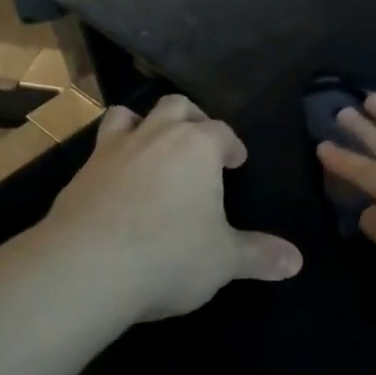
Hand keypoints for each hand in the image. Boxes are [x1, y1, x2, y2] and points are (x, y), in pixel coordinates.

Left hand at [45, 95, 301, 320]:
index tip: (236, 162)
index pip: (222, 131)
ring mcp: (111, 152)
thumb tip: (297, 261)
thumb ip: (259, 255)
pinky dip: (113, 160)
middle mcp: (154, 136)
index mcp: (197, 147)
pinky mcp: (78, 175)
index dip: (232, 145)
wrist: (86, 268)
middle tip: (199, 144)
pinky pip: (99, 152)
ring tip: (152, 150)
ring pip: (127, 116)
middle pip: (176, 106)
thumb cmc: (170, 254)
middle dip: (191, 119)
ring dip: (143, 125)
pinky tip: (116, 188)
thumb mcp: (224, 260)